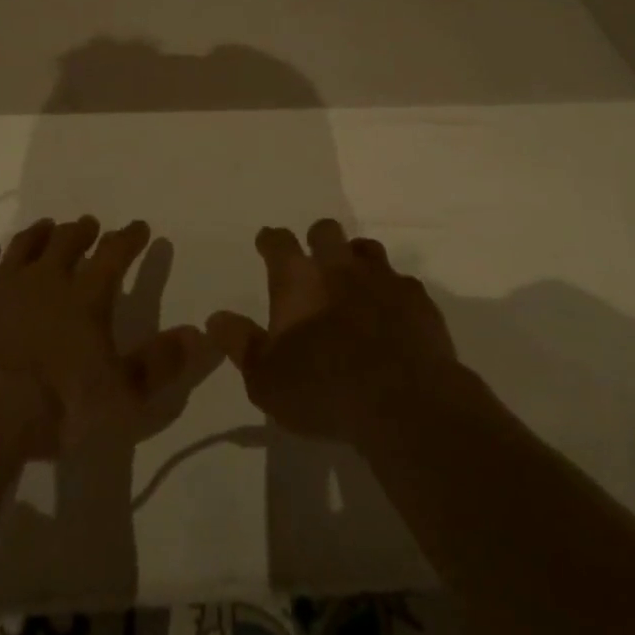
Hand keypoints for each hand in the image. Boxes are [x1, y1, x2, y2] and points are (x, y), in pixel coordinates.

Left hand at [0, 217, 206, 457]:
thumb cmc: (57, 406)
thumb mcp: (122, 395)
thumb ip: (161, 363)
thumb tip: (200, 333)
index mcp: (87, 296)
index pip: (115, 254)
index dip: (130, 238)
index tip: (139, 227)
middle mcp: (46, 278)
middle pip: (68, 241)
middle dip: (83, 231)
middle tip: (89, 224)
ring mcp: (1, 283)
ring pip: (25, 245)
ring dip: (40, 234)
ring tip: (48, 226)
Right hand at [207, 220, 460, 445]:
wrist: (404, 402)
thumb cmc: (323, 389)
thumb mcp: (266, 379)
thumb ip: (241, 344)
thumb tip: (215, 318)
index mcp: (297, 278)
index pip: (278, 242)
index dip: (270, 240)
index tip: (267, 243)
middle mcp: (338, 266)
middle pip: (326, 231)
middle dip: (318, 239)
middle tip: (315, 260)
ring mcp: (382, 279)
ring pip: (366, 249)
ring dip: (357, 260)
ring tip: (354, 282)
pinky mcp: (418, 300)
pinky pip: (403, 283)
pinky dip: (393, 293)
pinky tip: (393, 313)